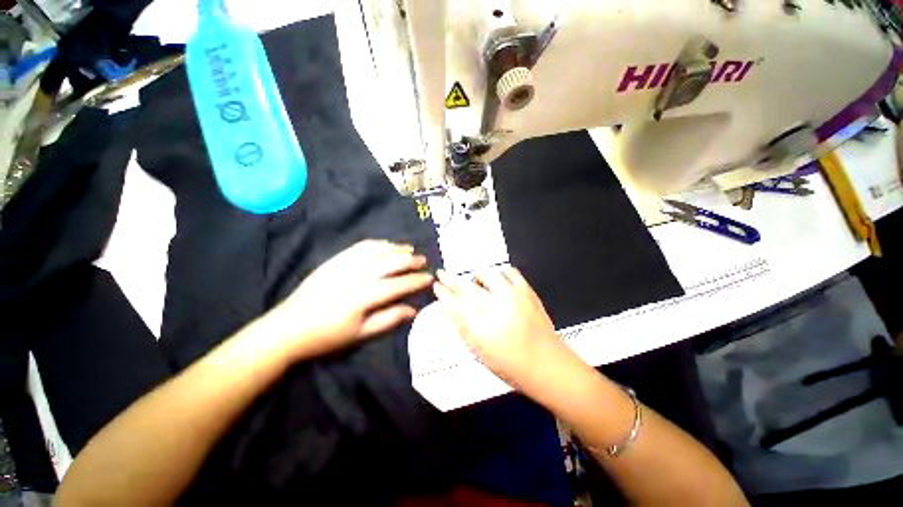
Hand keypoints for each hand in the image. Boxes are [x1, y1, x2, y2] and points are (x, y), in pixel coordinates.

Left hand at [271, 240, 433, 360]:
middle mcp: (358, 275)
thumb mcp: (361, 333)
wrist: (289, 327)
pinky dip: (378, 244)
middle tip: (423, 260)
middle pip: (391, 262)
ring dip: (396, 248)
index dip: (417, 280)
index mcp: (365, 296)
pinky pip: (361, 246)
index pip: (399, 284)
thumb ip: (390, 319)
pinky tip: (386, 245)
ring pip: (378, 250)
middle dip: (410, 260)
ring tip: (409, 248)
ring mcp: (346, 264)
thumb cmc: (328, 335)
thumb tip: (413, 309)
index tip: (429, 277)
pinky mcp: (336, 260)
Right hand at [433, 266, 578, 392]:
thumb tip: (450, 308)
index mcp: (478, 326)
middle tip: (443, 274)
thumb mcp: (479, 351)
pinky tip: (498, 279)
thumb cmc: (509, 365)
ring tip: (476, 282)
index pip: (452, 303)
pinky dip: (500, 272)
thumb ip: (462, 327)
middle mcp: (492, 306)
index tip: (436, 286)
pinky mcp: (526, 291)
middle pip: (464, 286)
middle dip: (450, 278)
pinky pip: (509, 271)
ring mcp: (511, 295)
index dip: (442, 292)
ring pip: (486, 274)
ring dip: (476, 277)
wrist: (547, 365)